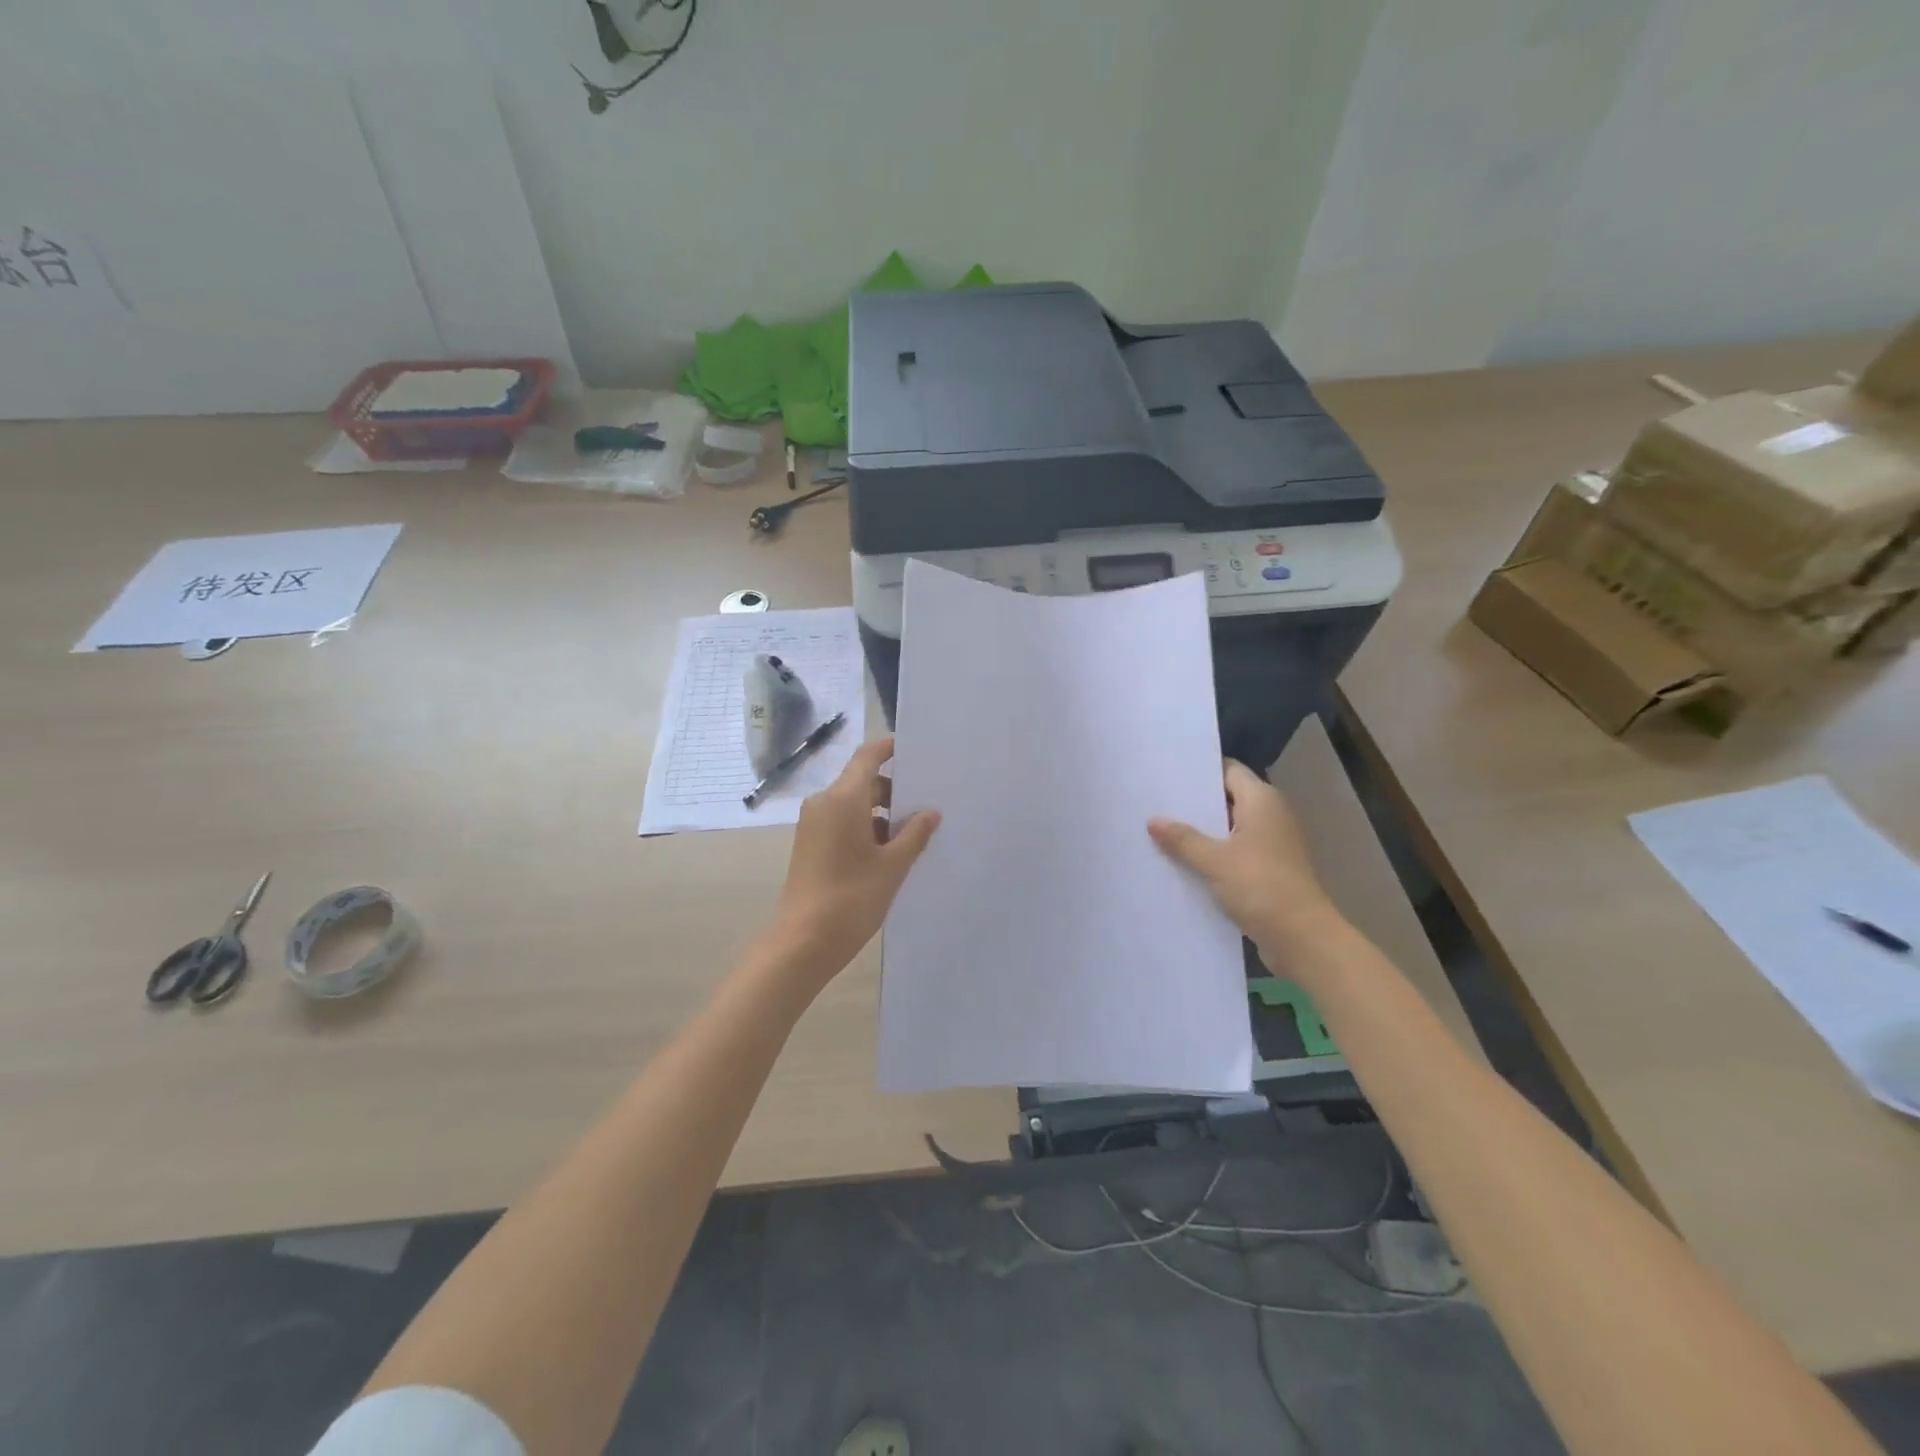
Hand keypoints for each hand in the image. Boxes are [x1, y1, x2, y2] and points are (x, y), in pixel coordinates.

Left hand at [766, 737, 939, 985]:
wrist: (802, 942)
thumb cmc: (852, 897)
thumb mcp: (892, 866)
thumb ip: (914, 834)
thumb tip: (931, 812)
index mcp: (843, 798)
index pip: (868, 756)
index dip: (890, 749)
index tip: (917, 751)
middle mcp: (824, 803)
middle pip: (862, 782)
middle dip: (894, 790)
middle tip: (928, 804)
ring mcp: (813, 824)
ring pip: (853, 804)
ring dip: (881, 813)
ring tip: (913, 835)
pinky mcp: (810, 844)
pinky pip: (842, 822)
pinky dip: (865, 828)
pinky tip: (889, 853)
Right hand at [1148, 760, 1340, 950]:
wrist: (1302, 938)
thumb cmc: (1261, 887)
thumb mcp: (1214, 861)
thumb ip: (1183, 839)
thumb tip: (1153, 821)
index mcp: (1262, 801)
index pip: (1228, 770)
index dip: (1199, 771)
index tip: (1166, 775)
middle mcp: (1270, 815)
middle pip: (1227, 798)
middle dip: (1194, 802)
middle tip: (1155, 802)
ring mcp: (1271, 843)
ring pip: (1228, 827)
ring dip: (1201, 830)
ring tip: (1161, 829)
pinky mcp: (1268, 868)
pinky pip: (1234, 850)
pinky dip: (1212, 852)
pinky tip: (1182, 860)